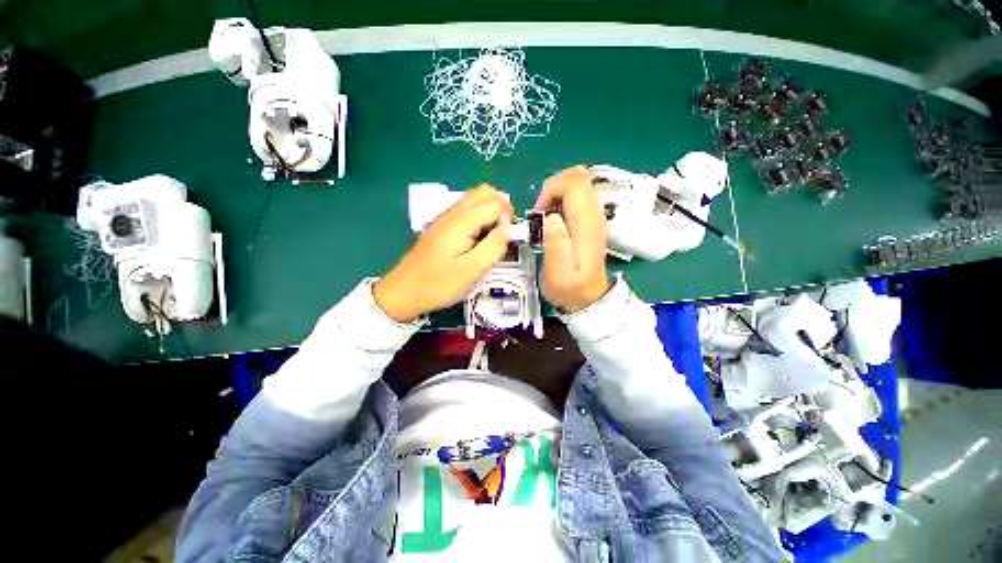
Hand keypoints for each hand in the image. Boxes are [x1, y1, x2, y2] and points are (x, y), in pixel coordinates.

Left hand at [374, 185, 514, 321]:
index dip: (508, 218)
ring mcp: (446, 218)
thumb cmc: (438, 284)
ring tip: (490, 241)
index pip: (496, 202)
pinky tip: (476, 242)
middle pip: (485, 192)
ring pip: (475, 200)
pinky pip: (466, 212)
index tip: (506, 240)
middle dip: (500, 208)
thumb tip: (508, 229)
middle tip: (502, 235)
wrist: (404, 291)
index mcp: (461, 221)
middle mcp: (453, 212)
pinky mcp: (442, 226)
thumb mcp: (471, 271)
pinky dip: (479, 219)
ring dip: (490, 213)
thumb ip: (493, 247)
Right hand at [534, 166, 610, 312]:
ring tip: (545, 217)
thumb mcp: (557, 274)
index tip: (538, 212)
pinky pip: (578, 196)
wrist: (590, 299)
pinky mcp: (591, 221)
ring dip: (557, 194)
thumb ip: (556, 244)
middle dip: (554, 187)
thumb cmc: (570, 288)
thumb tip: (551, 217)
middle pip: (579, 177)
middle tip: (541, 212)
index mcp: (586, 225)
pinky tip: (554, 219)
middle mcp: (594, 215)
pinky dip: (562, 200)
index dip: (552, 189)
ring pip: (579, 184)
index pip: (575, 184)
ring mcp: (595, 216)